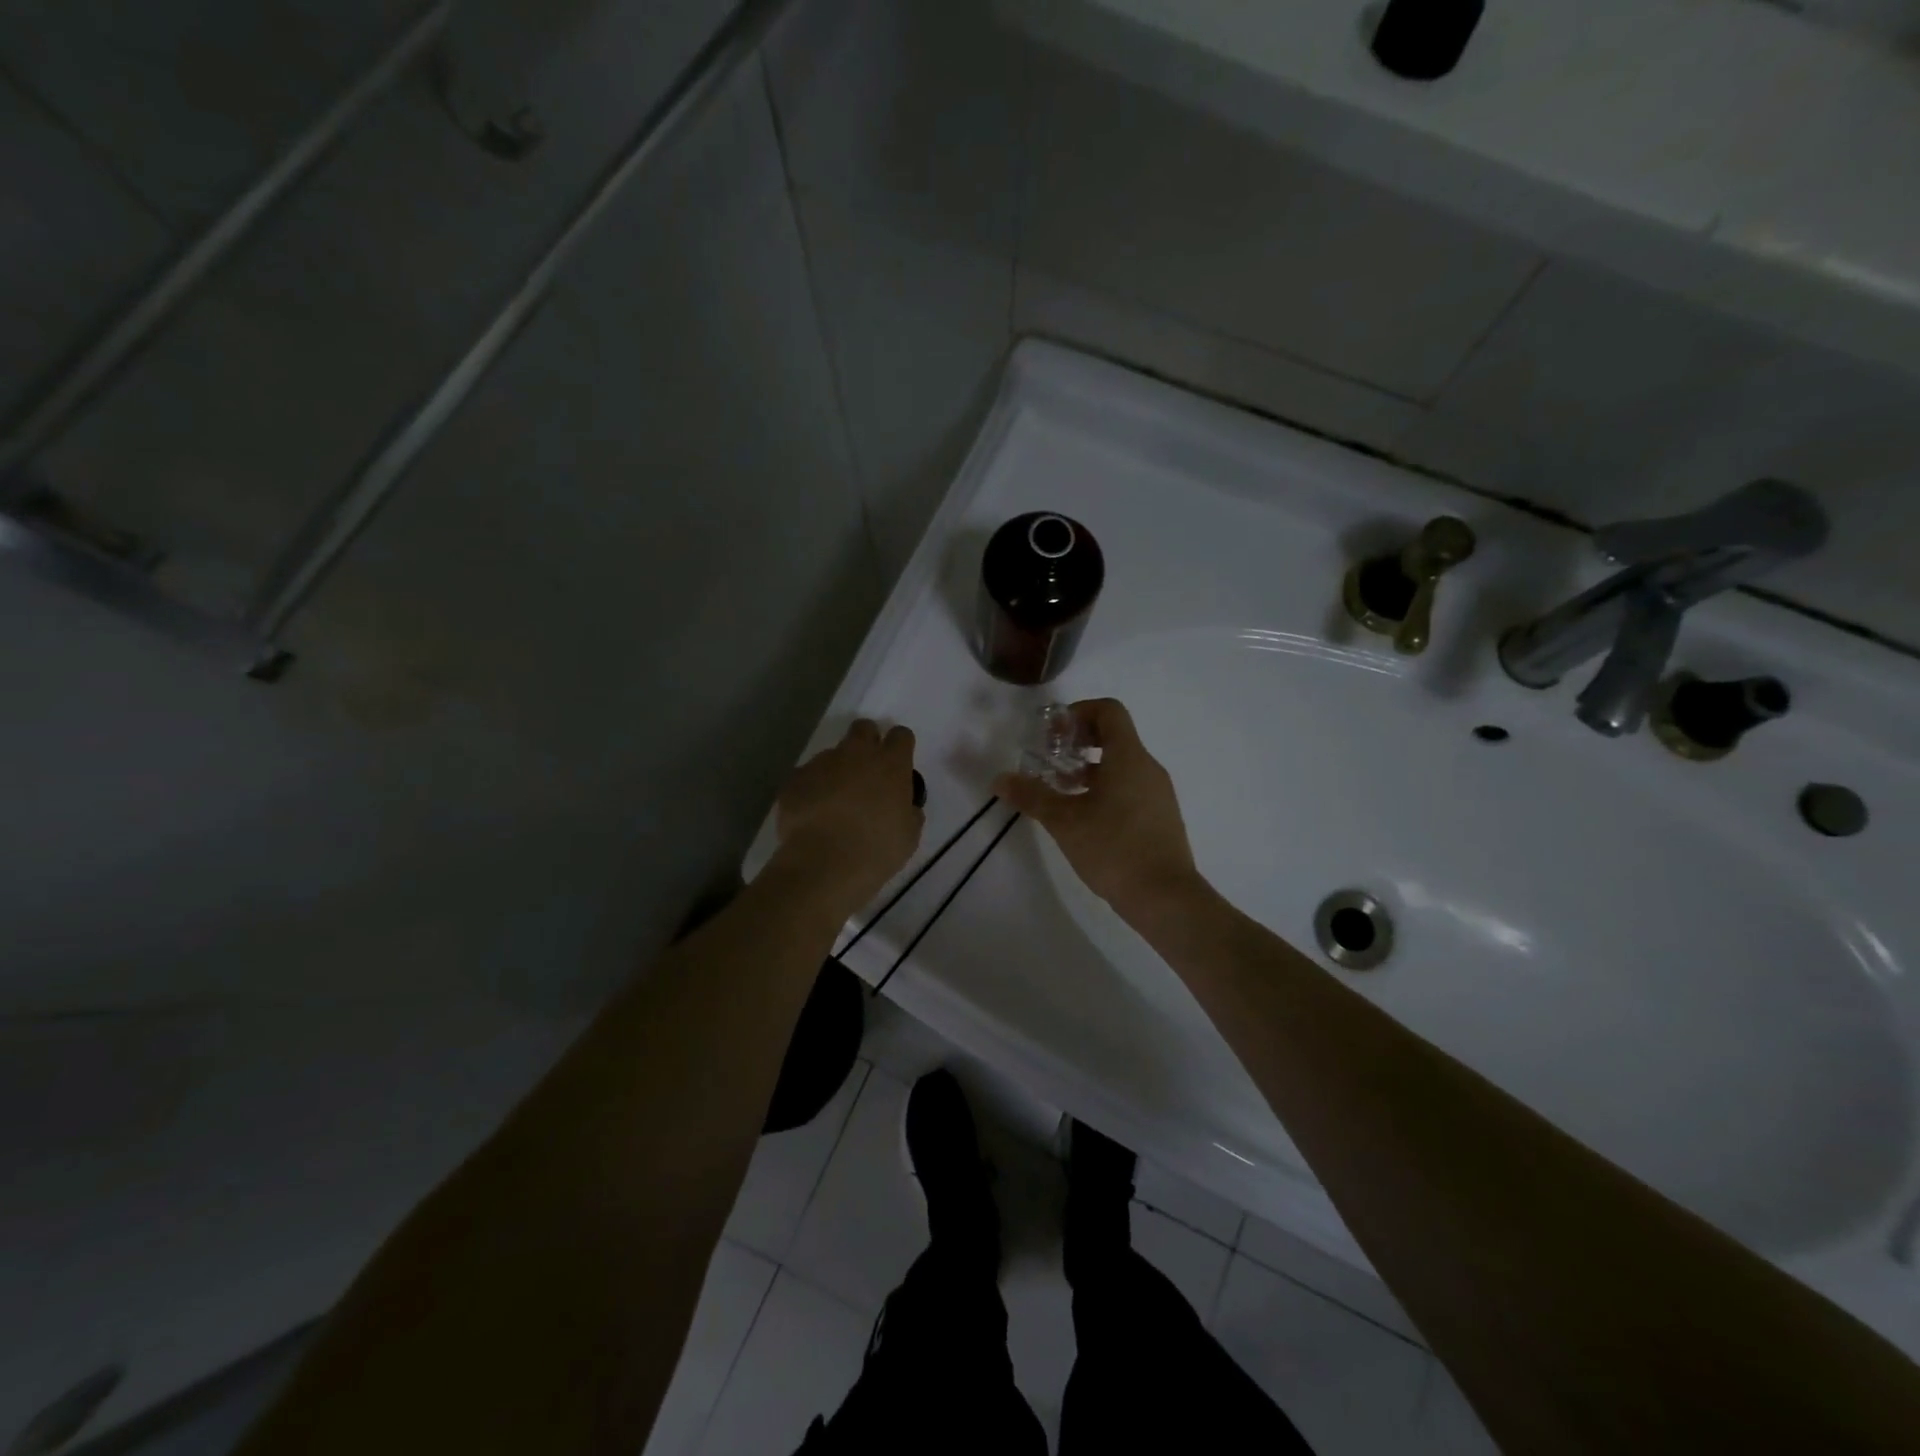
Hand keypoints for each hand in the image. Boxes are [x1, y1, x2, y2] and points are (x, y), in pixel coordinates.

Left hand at [775, 719, 924, 911]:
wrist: (823, 865)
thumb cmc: (876, 851)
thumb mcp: (908, 835)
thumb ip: (909, 811)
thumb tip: (904, 806)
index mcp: (891, 764)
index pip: (901, 736)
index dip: (900, 747)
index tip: (898, 765)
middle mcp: (856, 754)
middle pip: (863, 729)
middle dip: (866, 743)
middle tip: (866, 773)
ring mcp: (821, 763)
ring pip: (831, 755)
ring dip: (836, 771)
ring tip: (833, 804)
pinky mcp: (794, 779)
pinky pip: (806, 777)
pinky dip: (811, 790)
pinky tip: (812, 816)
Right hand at [993, 698, 1206, 921]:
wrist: (1165, 897)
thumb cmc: (1114, 848)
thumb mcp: (1064, 821)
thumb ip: (1032, 795)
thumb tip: (1000, 779)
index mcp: (1128, 757)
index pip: (1109, 710)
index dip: (1078, 713)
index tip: (1054, 735)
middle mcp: (1148, 767)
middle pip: (1114, 736)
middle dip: (1079, 743)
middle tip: (1052, 761)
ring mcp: (1159, 793)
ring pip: (1122, 766)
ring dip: (1090, 770)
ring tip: (1062, 793)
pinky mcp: (1161, 817)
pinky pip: (1131, 788)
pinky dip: (1106, 790)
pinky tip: (1086, 819)